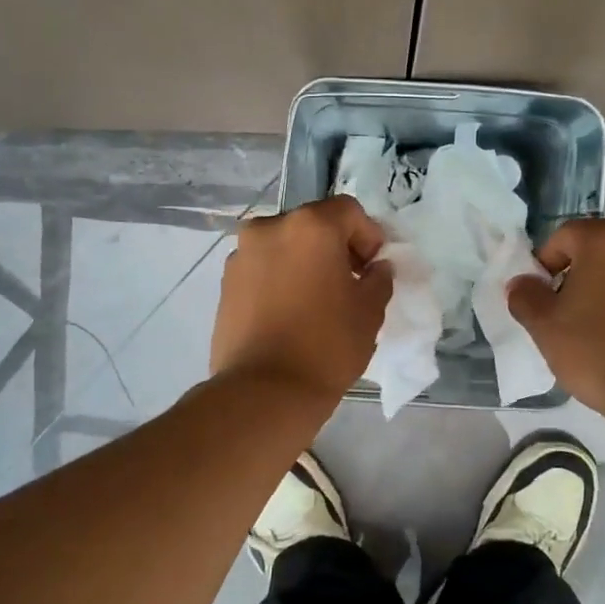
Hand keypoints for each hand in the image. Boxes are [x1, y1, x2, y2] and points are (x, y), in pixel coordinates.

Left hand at [211, 196, 392, 403]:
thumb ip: (379, 278)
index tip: (373, 270)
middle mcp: (270, 228)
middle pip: (313, 225)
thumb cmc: (327, 345)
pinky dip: (280, 279)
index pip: (349, 211)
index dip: (369, 236)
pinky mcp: (225, 283)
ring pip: (285, 246)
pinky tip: (290, 314)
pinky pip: (263, 269)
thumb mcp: (370, 311)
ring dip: (305, 263)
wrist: (264, 391)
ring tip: (317, 302)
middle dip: (335, 248)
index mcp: (310, 226)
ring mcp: (241, 255)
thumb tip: (376, 268)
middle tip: (349, 284)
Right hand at [507, 219, 604, 417]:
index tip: (543, 298)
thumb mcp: (545, 327)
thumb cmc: (599, 350)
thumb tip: (521, 282)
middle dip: (582, 275)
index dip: (546, 264)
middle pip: (601, 249)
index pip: (565, 236)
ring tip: (602, 328)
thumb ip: (526, 297)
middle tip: (570, 313)